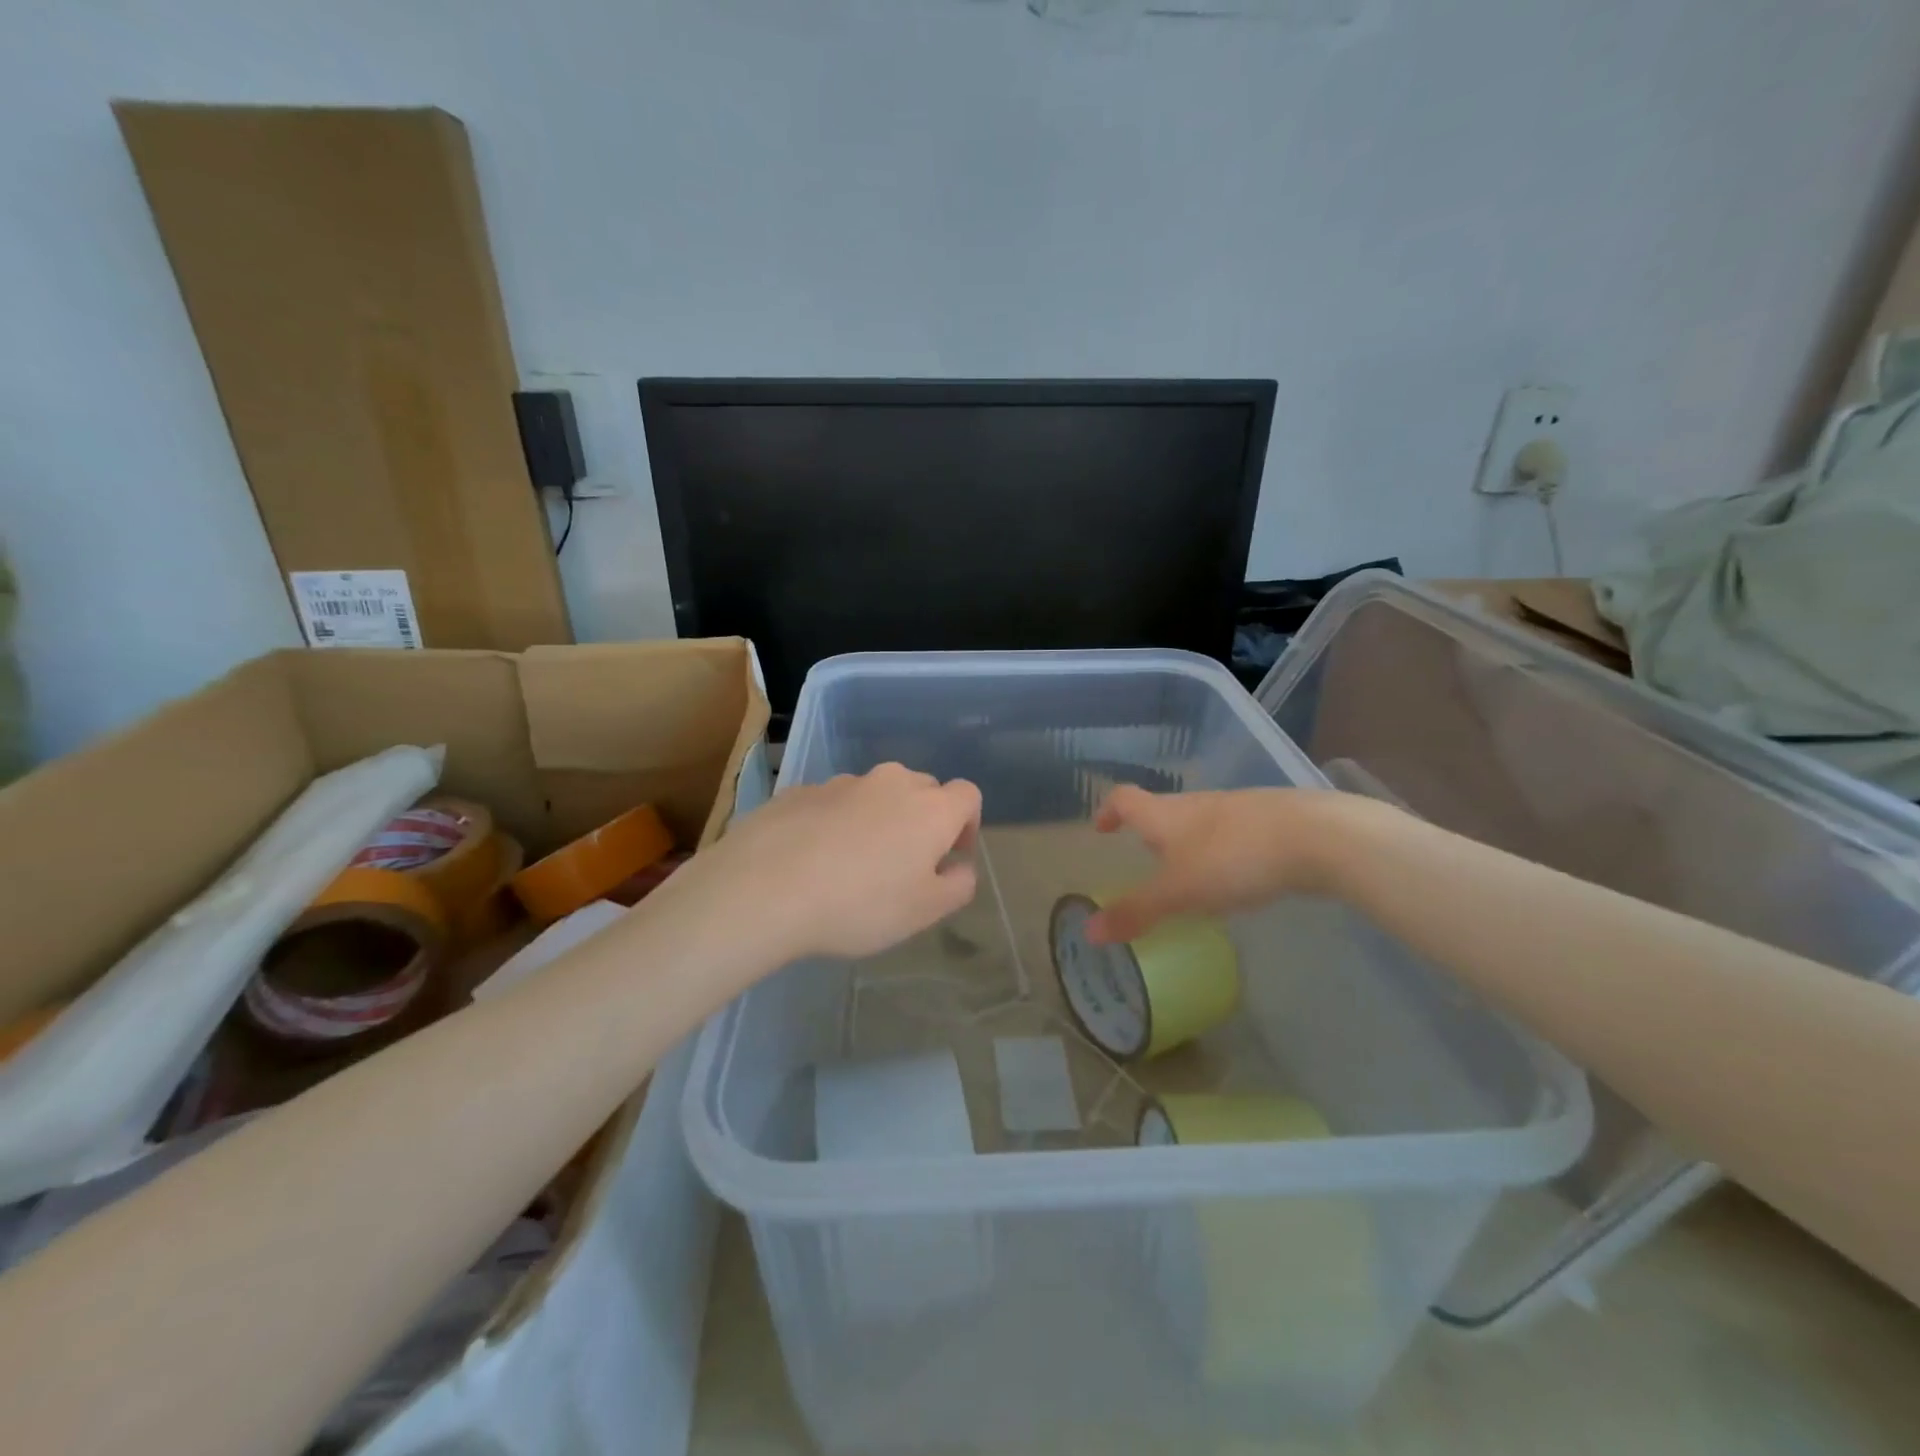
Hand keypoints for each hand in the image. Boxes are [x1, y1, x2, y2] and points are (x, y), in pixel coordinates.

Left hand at [692, 763, 981, 960]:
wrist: (764, 887)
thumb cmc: (859, 904)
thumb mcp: (924, 912)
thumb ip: (957, 886)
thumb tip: (960, 866)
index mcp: (931, 808)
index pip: (968, 795)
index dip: (967, 825)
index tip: (949, 857)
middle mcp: (891, 782)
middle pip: (922, 789)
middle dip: (922, 819)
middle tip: (904, 863)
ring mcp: (842, 782)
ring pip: (875, 794)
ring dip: (877, 819)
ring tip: (852, 864)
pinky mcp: (801, 790)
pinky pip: (833, 803)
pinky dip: (835, 822)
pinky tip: (812, 859)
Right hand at [1085, 786, 1349, 944]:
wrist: (1318, 836)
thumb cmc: (1233, 859)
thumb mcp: (1179, 892)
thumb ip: (1136, 911)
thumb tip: (1088, 932)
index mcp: (1166, 814)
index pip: (1125, 799)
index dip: (1109, 810)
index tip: (1102, 828)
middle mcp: (1197, 804)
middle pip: (1164, 809)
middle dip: (1151, 832)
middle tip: (1147, 861)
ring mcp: (1237, 808)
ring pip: (1201, 822)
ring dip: (1188, 842)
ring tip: (1192, 875)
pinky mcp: (1271, 821)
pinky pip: (1234, 833)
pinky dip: (1223, 851)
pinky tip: (1239, 877)